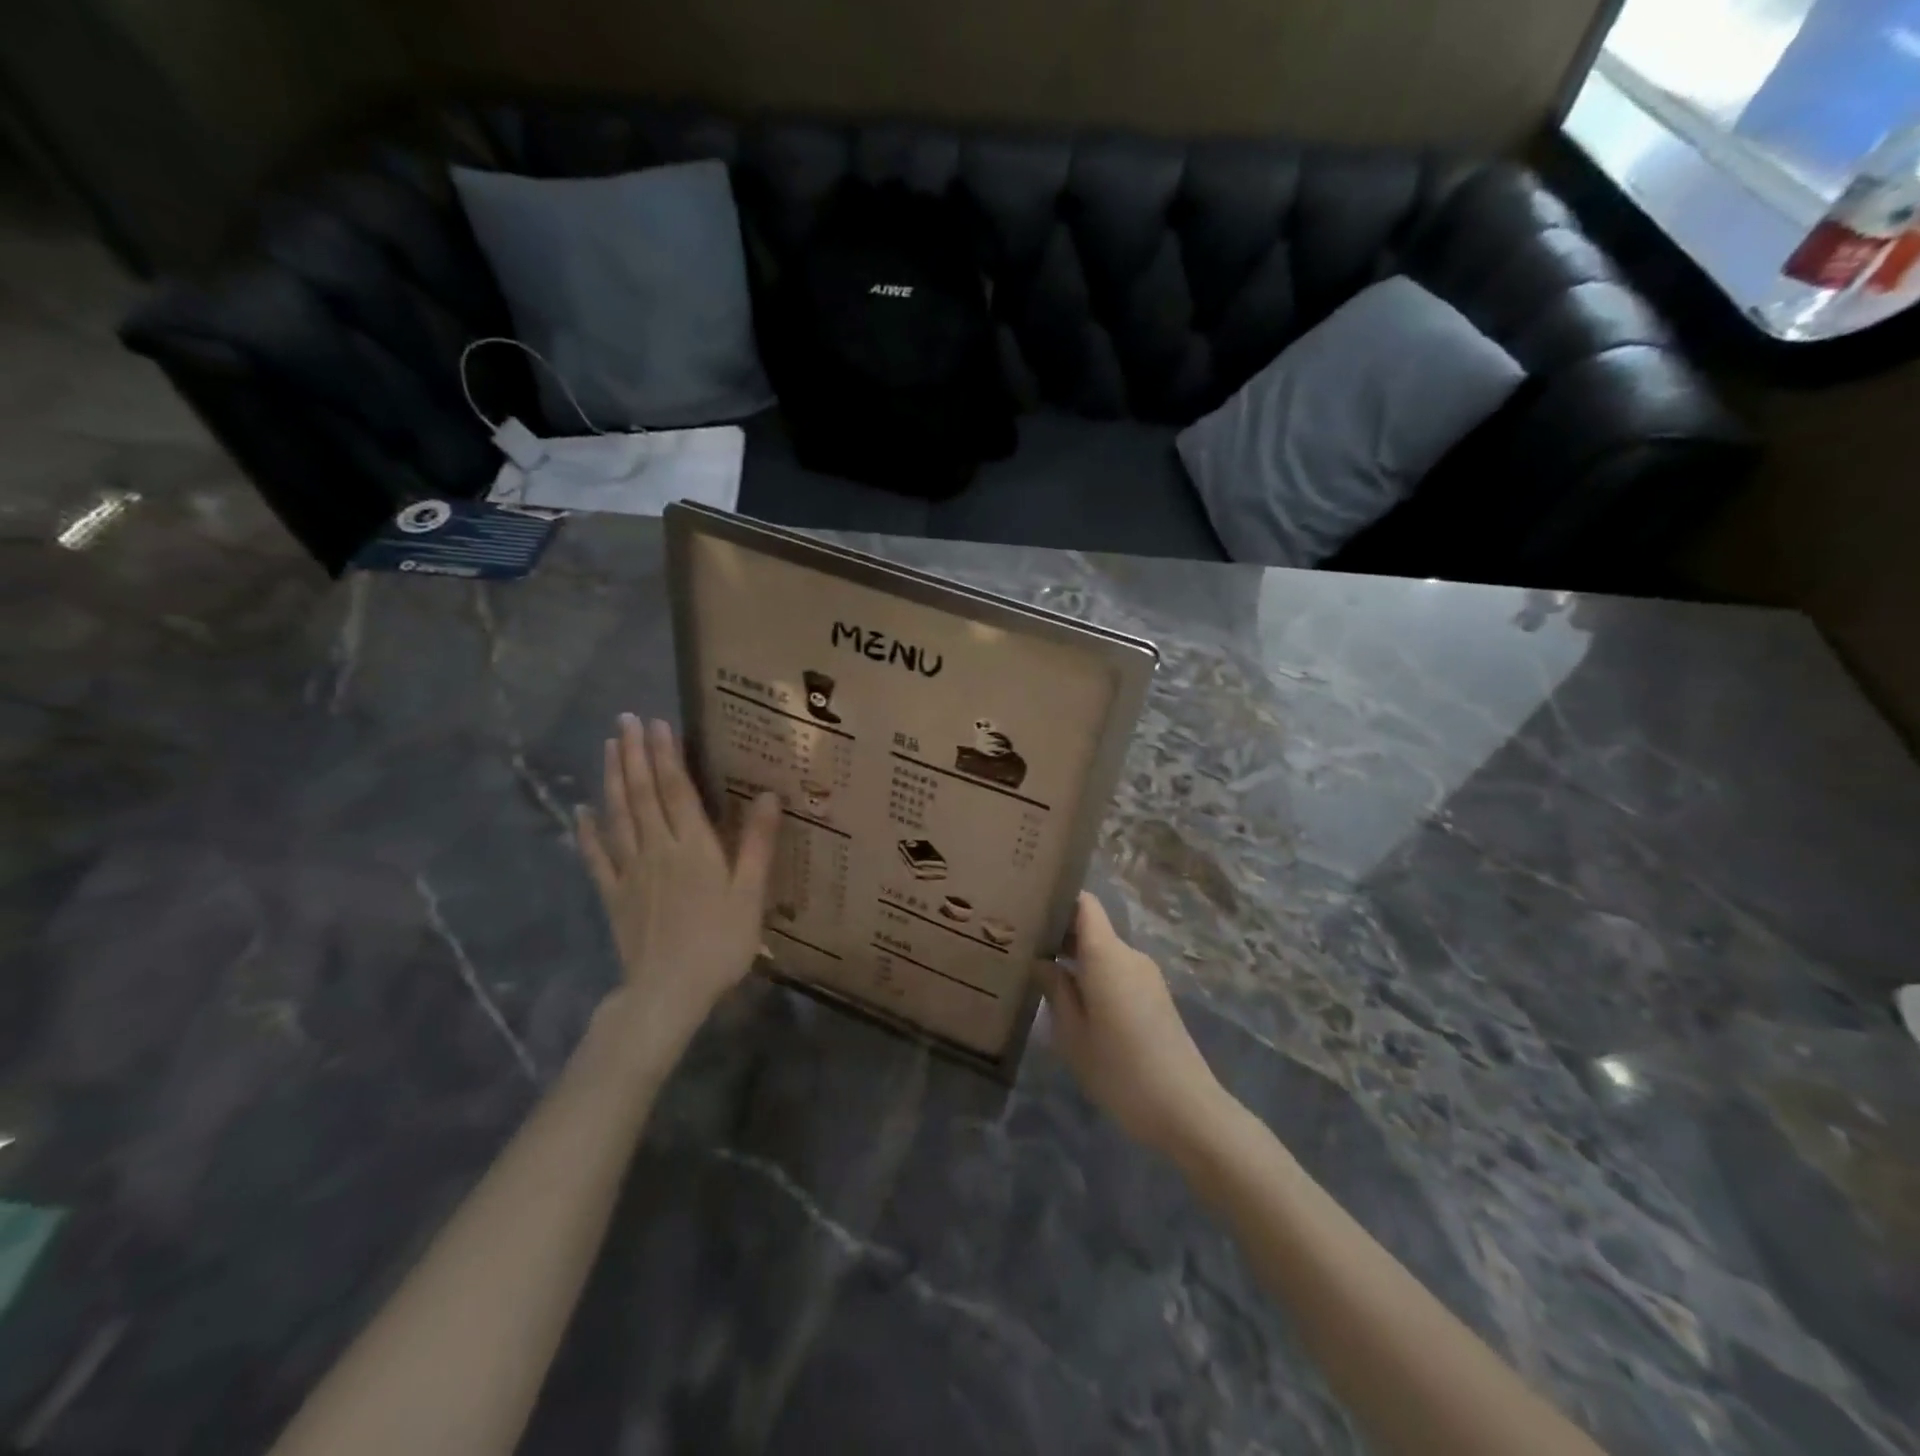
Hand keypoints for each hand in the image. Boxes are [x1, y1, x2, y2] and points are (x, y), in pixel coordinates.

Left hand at [576, 715, 781, 1048]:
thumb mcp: (750, 894)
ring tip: (608, 747)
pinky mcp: (613, 895)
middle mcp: (657, 849)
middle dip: (634, 754)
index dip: (665, 754)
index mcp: (693, 846)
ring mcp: (629, 871)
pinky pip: (596, 857)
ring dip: (612, 779)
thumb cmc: (719, 943)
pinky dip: (588, 832)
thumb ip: (757, 843)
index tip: (656, 722)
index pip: (675, 789)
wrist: (668, 992)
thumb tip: (768, 794)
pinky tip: (581, 811)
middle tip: (625, 720)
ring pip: (617, 815)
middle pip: (641, 794)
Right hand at [1037, 894, 1229, 1159]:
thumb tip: (1041, 961)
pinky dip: (1093, 977)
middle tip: (1020, 948)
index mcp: (1107, 955)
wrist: (1187, 1111)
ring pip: (1103, 953)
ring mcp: (1146, 976)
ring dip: (1075, 960)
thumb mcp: (1073, 1034)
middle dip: (1058, 933)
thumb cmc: (1121, 1071)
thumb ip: (1055, 990)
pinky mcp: (1155, 998)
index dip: (1057, 899)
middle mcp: (1129, 955)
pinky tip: (1073, 1003)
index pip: (1084, 903)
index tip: (1027, 908)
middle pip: (1091, 927)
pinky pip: (1117, 973)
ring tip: (1040, 976)